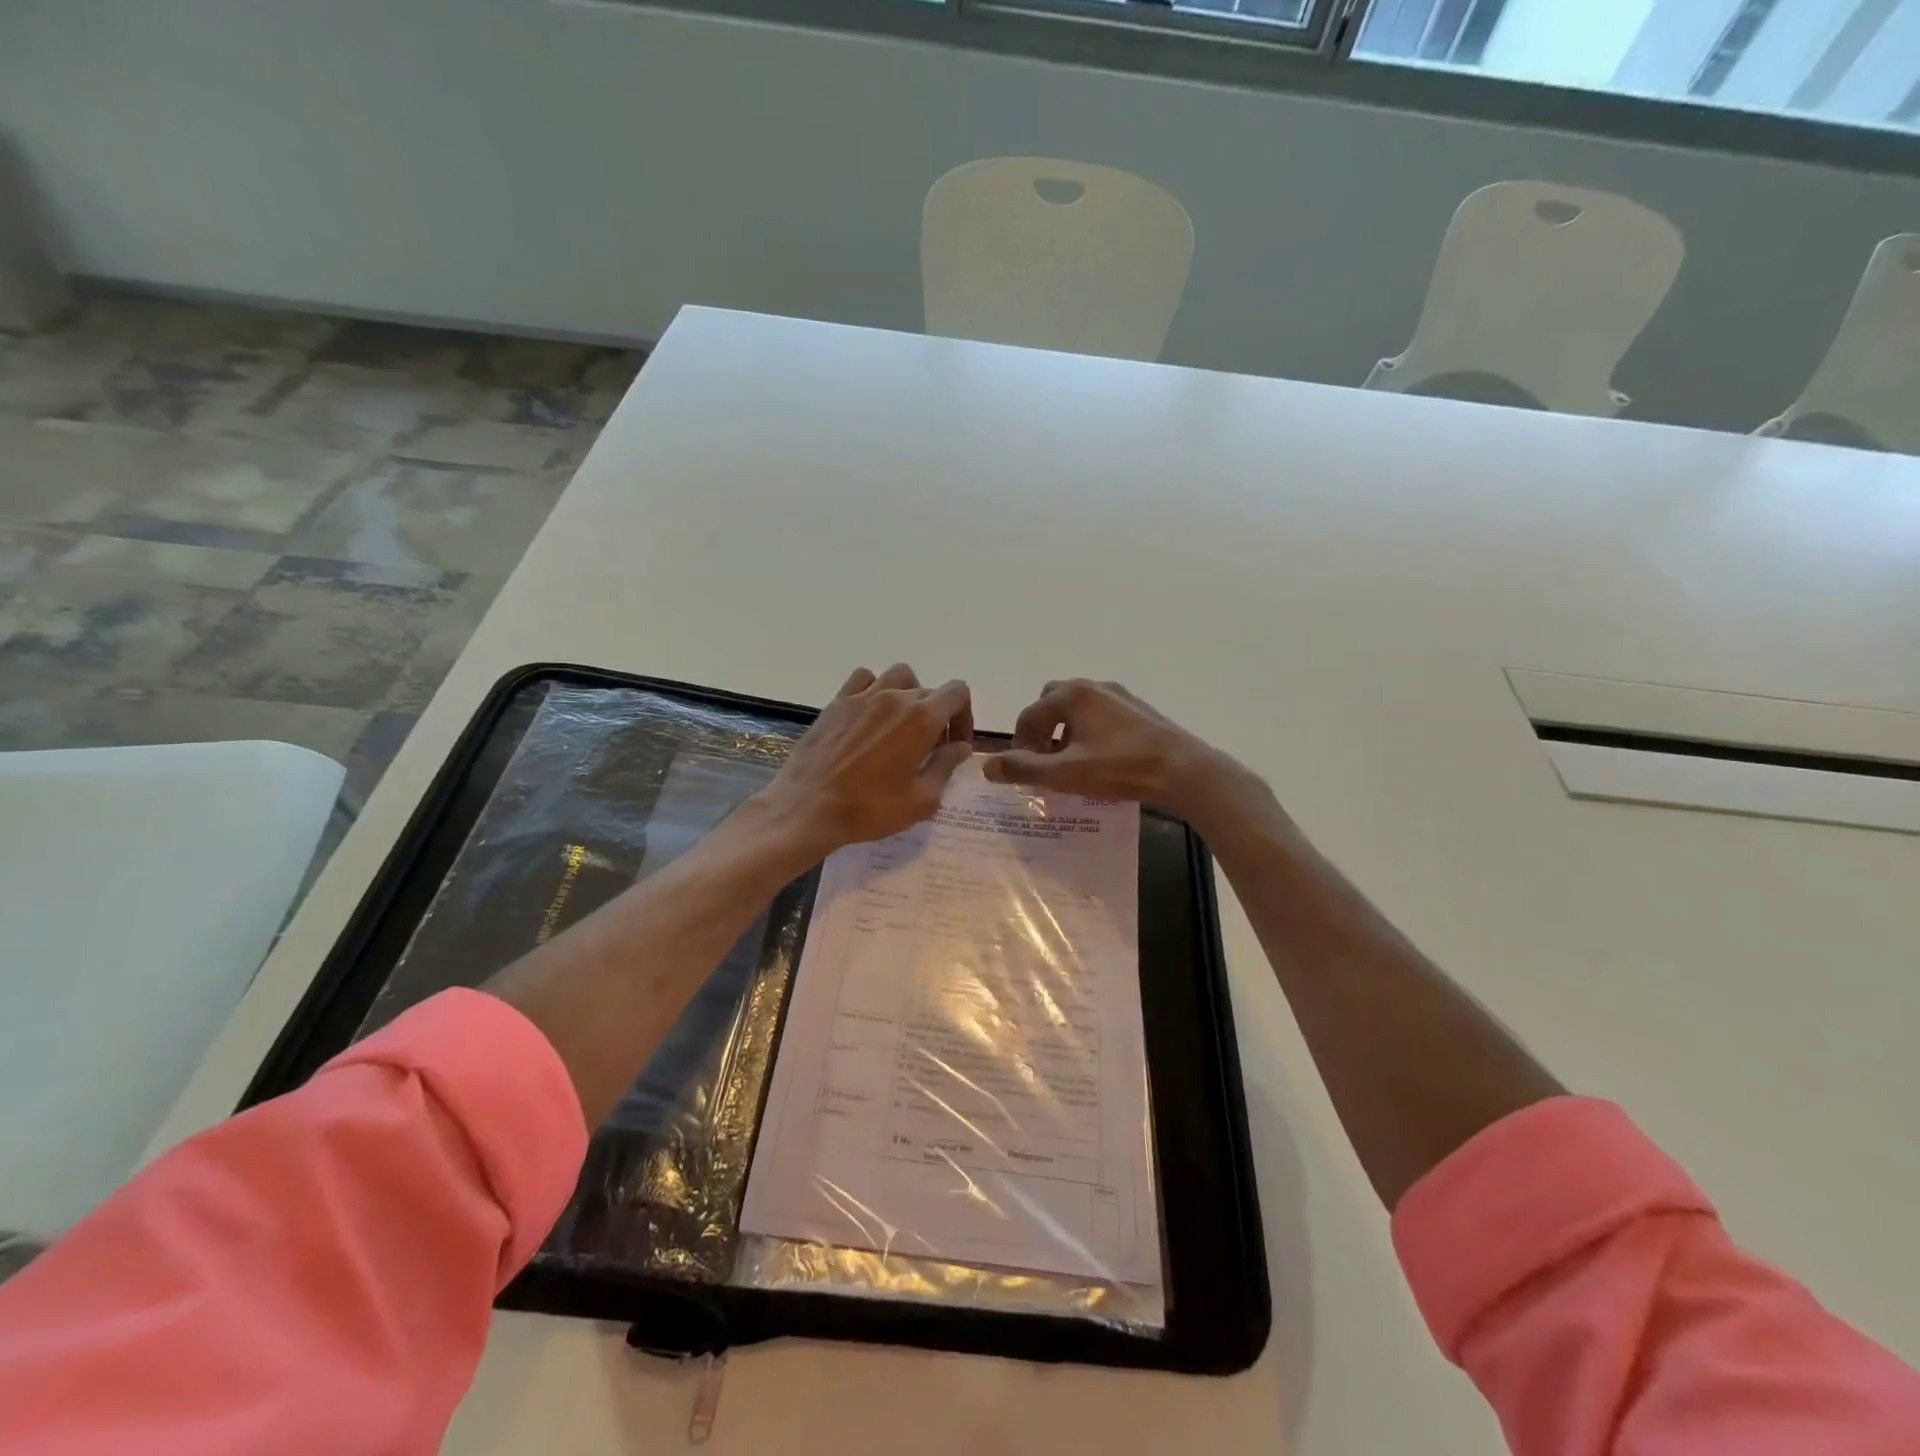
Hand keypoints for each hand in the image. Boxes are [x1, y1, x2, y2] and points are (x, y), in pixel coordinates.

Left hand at [757, 664, 973, 857]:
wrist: (807, 809)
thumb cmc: (869, 809)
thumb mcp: (922, 800)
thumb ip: (946, 767)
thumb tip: (959, 747)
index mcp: (921, 719)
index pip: (958, 693)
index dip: (964, 717)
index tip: (955, 746)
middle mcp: (894, 697)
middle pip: (929, 691)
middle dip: (938, 716)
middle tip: (929, 750)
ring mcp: (862, 696)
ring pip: (899, 677)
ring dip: (909, 695)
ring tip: (902, 725)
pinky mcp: (837, 703)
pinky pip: (864, 679)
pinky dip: (875, 689)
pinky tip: (870, 715)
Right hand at [983, 678, 1260, 827]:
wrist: (1183, 770)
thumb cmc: (1120, 768)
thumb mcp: (1065, 773)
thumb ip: (1024, 768)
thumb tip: (987, 767)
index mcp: (1073, 695)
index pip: (1030, 715)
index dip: (1020, 744)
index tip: (1024, 772)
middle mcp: (1095, 686)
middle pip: (1053, 702)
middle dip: (1042, 729)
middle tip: (1044, 761)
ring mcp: (1120, 696)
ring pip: (1079, 709)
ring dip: (1066, 732)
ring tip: (1070, 764)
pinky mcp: (1139, 711)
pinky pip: (1101, 716)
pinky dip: (1089, 733)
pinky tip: (1100, 761)